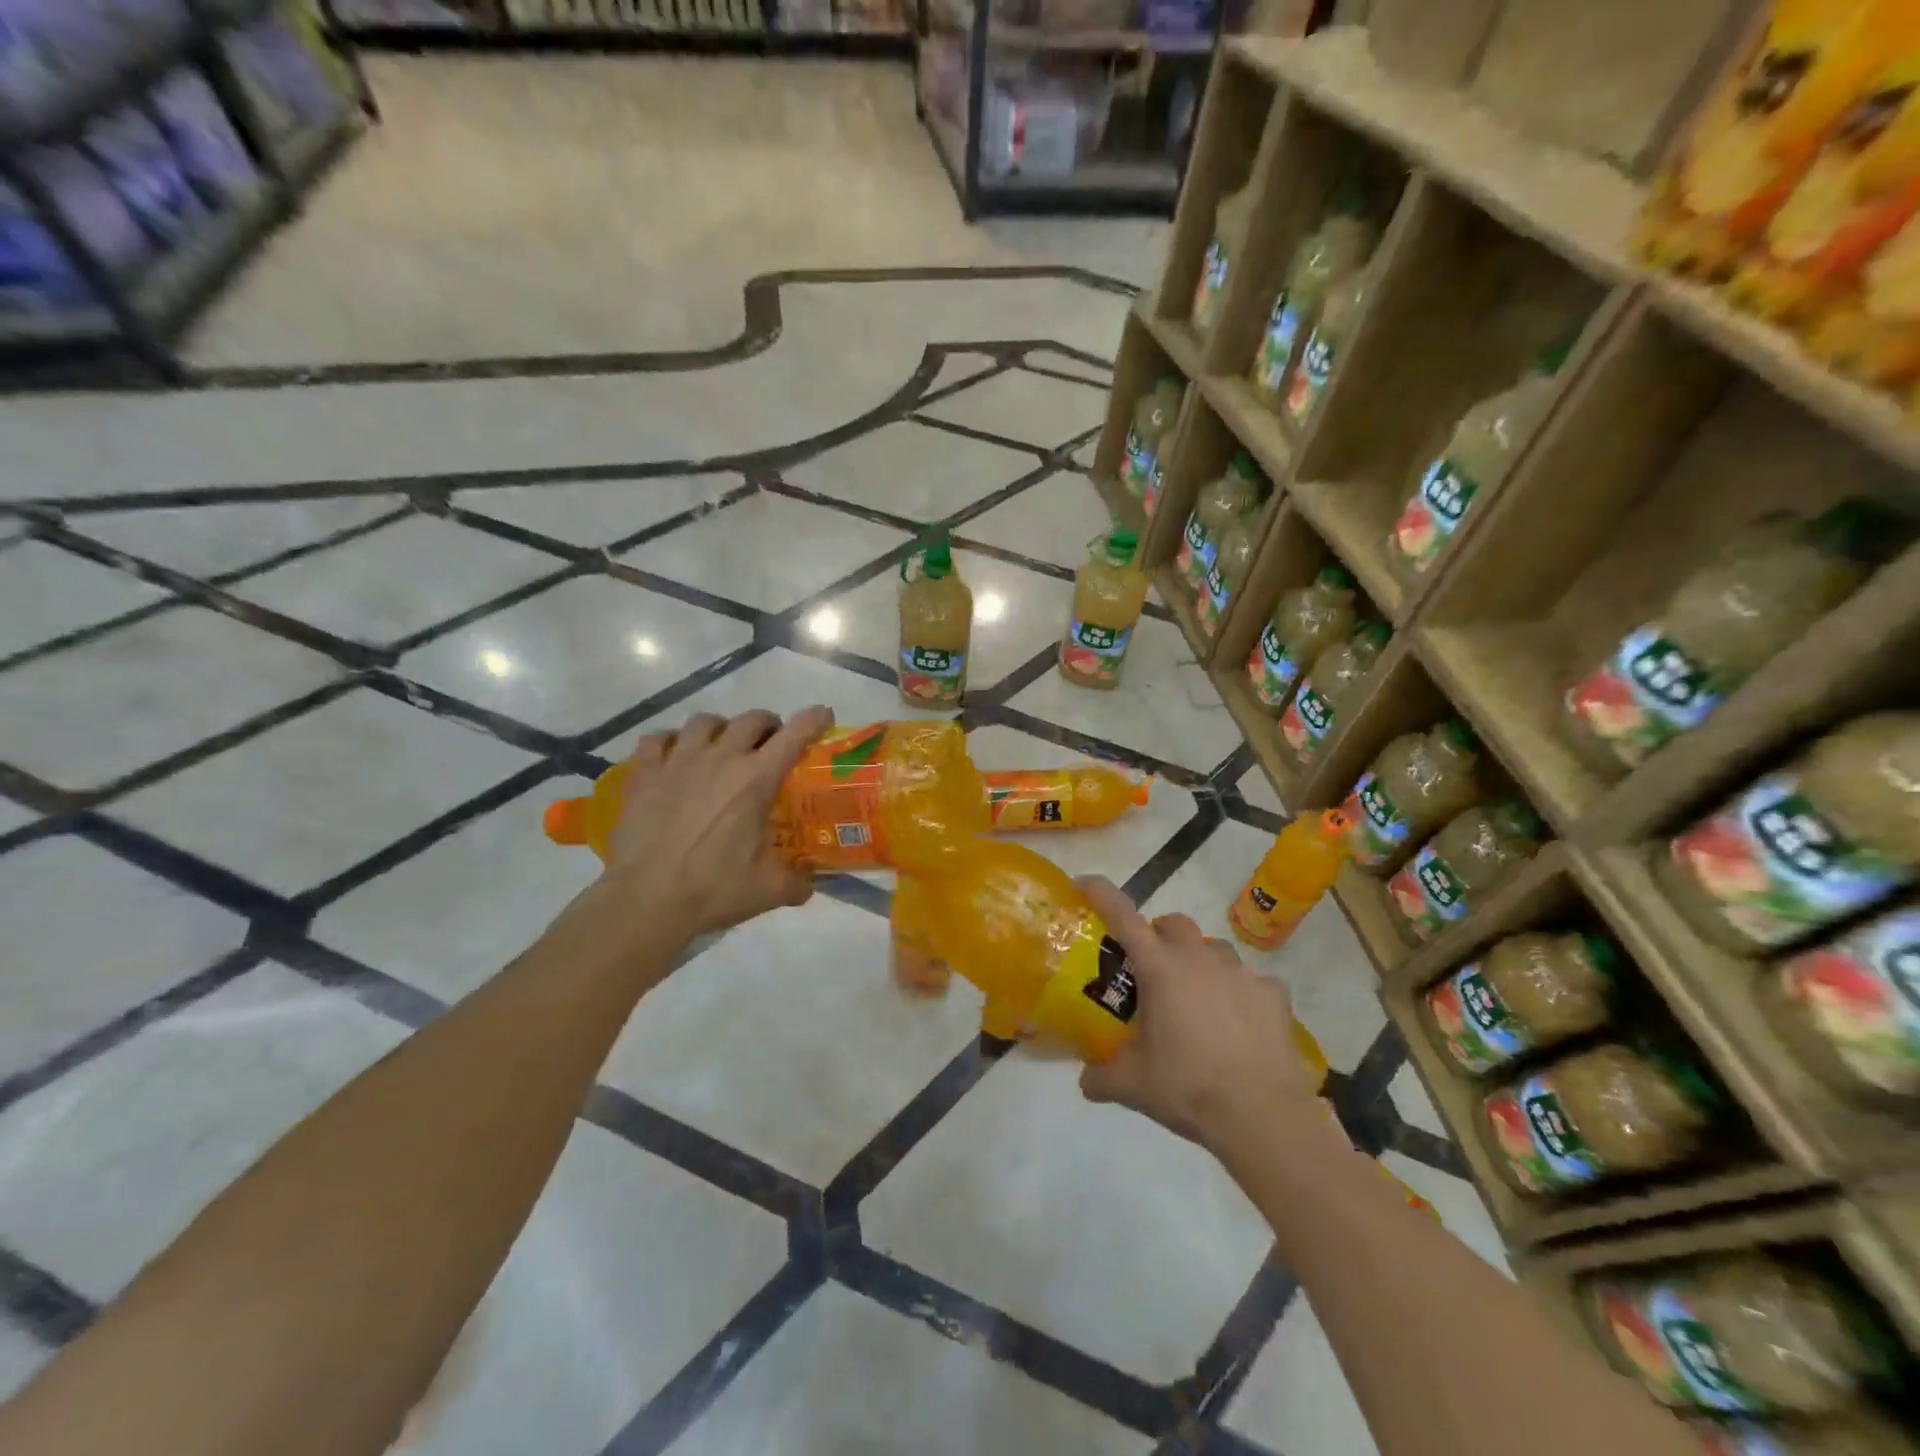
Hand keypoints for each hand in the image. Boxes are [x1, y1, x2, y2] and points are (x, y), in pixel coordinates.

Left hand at [597, 706, 834, 939]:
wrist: (647, 900)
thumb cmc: (714, 889)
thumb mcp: (770, 890)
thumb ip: (798, 882)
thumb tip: (809, 884)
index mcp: (757, 779)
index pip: (794, 735)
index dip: (814, 720)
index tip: (823, 715)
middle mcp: (721, 758)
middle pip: (751, 719)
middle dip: (768, 725)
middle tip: (770, 744)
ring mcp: (679, 761)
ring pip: (704, 722)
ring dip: (721, 728)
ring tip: (721, 746)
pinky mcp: (645, 774)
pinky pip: (657, 739)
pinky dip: (670, 742)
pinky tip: (673, 757)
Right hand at [1076, 877, 1321, 1155]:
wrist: (1262, 1115)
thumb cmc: (1188, 1087)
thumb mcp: (1133, 1085)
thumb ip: (1101, 1076)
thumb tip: (1086, 1080)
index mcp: (1160, 968)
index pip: (1123, 917)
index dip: (1102, 894)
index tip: (1085, 883)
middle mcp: (1200, 958)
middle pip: (1174, 924)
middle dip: (1158, 936)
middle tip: (1151, 970)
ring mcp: (1241, 973)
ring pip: (1214, 950)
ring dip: (1200, 964)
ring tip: (1198, 1002)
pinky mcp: (1274, 994)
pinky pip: (1254, 982)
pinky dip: (1242, 995)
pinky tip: (1241, 1024)